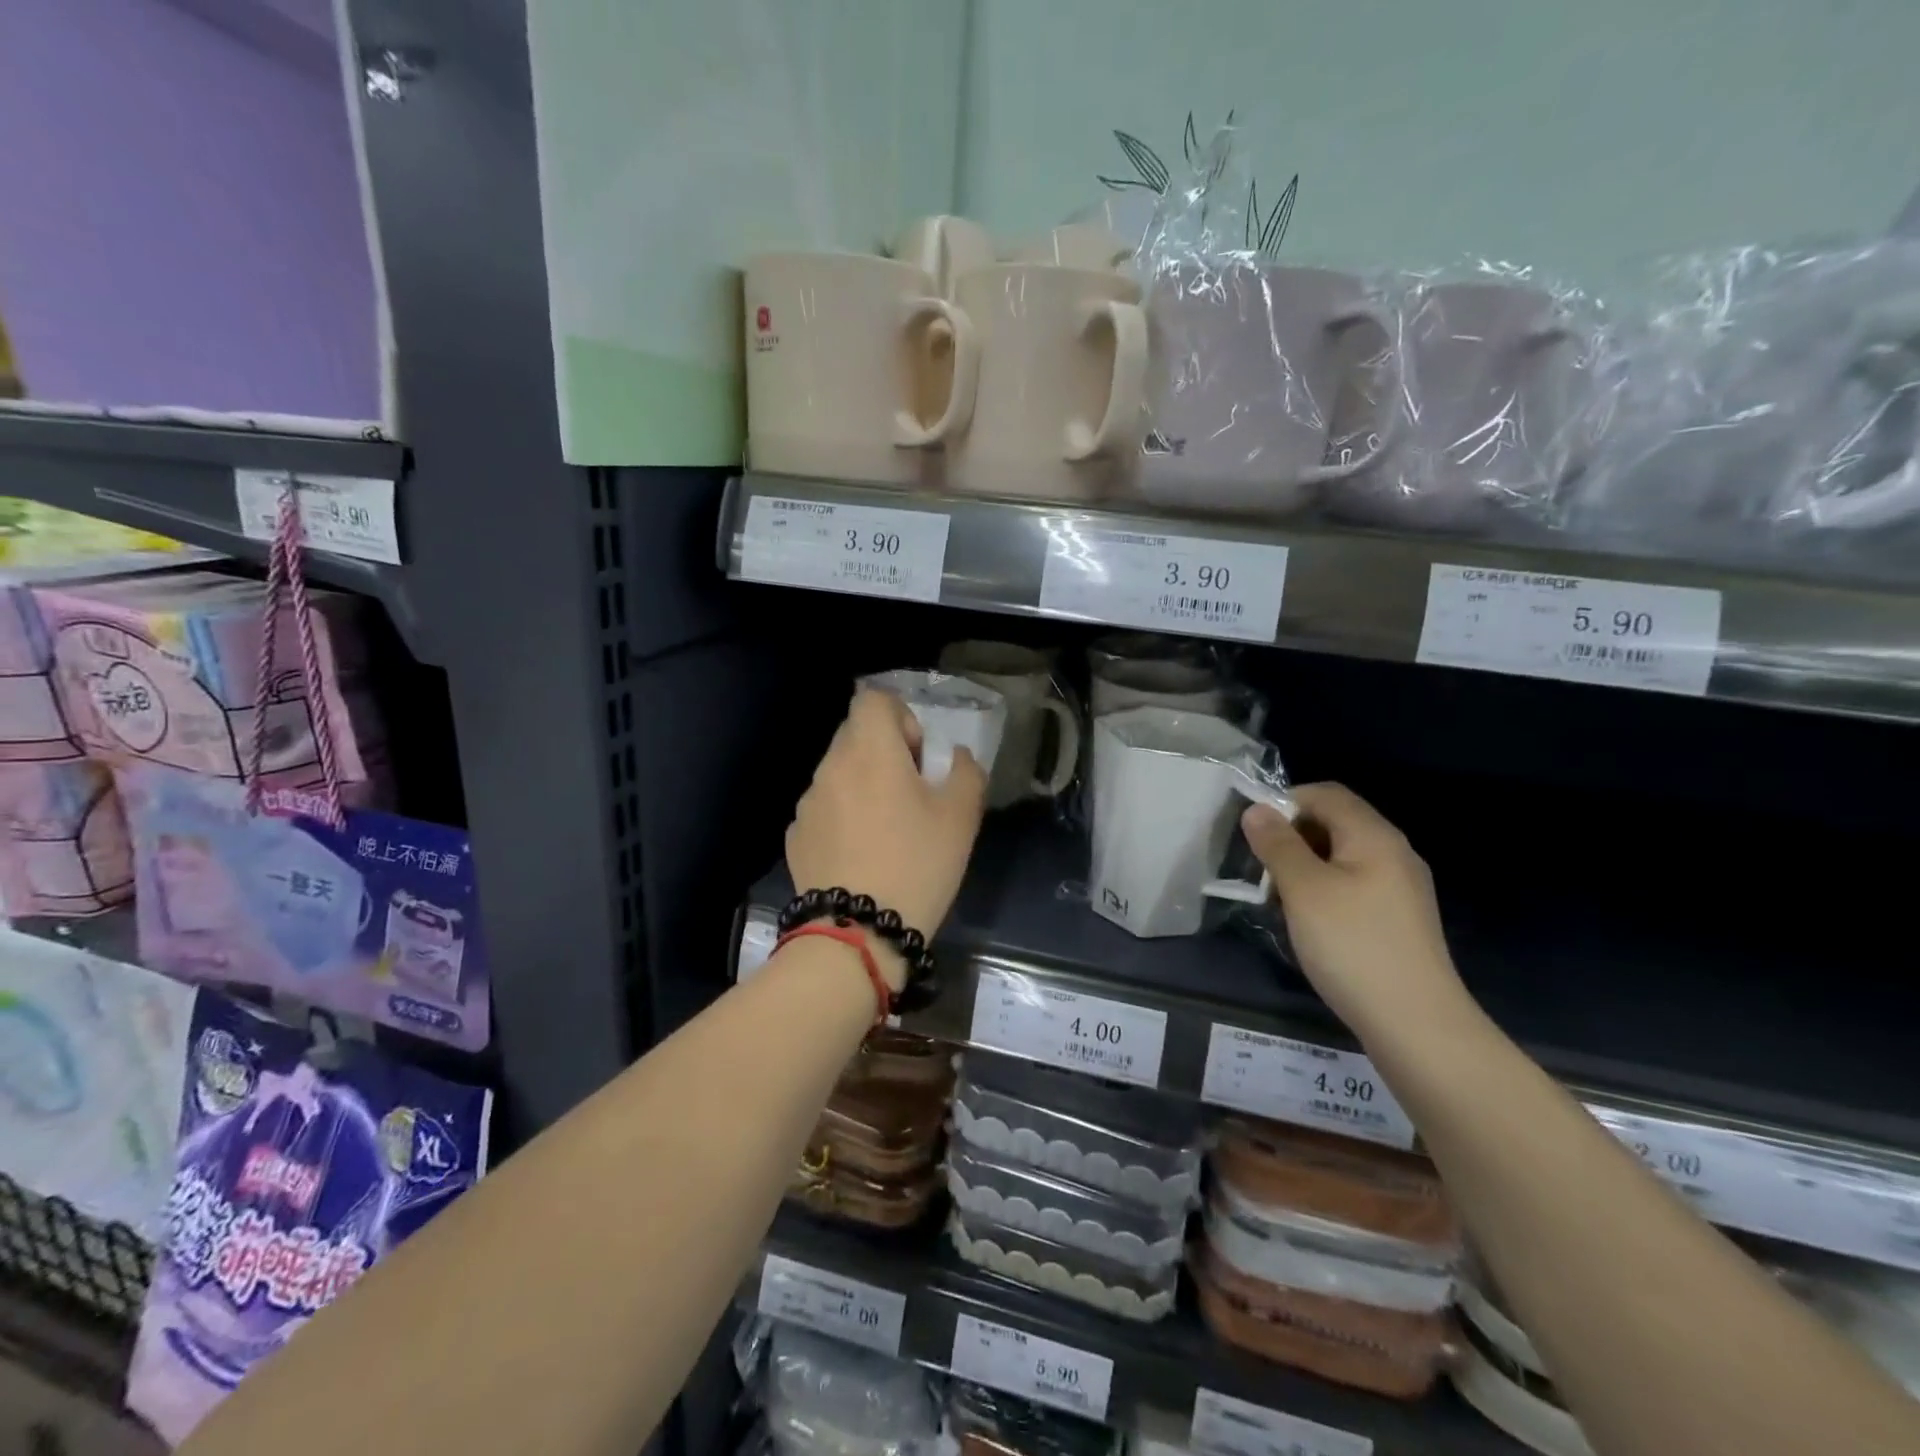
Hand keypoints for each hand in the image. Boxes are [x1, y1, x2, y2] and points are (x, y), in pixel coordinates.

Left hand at [787, 690, 987, 958]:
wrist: (857, 934)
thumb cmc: (917, 865)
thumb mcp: (961, 817)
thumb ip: (965, 772)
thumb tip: (954, 756)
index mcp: (870, 752)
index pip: (873, 700)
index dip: (901, 717)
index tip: (917, 757)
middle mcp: (831, 767)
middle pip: (854, 735)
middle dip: (884, 753)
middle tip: (910, 795)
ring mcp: (807, 803)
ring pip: (838, 774)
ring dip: (862, 786)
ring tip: (885, 832)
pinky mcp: (796, 837)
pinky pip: (824, 809)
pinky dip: (842, 818)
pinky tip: (860, 857)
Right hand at [1241, 783, 1470, 1042]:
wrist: (1416, 1025)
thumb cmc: (1353, 946)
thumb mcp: (1304, 890)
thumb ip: (1278, 844)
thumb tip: (1256, 809)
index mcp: (1374, 836)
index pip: (1325, 793)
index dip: (1284, 802)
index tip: (1253, 834)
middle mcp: (1393, 852)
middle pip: (1334, 822)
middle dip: (1292, 836)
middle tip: (1261, 869)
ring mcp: (1400, 887)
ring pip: (1341, 856)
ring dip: (1304, 866)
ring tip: (1279, 898)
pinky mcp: (1398, 918)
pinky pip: (1353, 885)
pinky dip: (1323, 890)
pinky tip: (1308, 922)